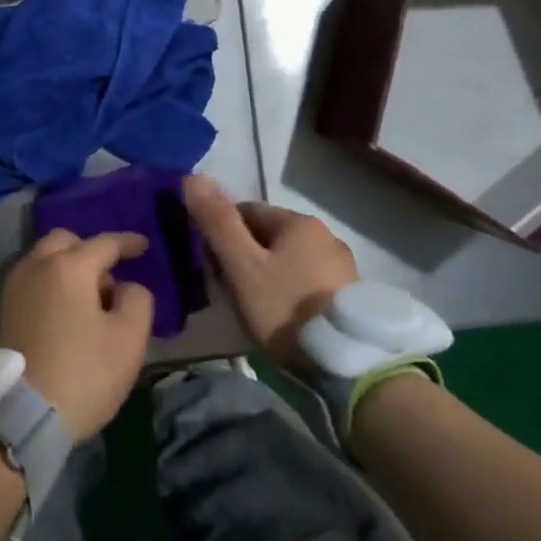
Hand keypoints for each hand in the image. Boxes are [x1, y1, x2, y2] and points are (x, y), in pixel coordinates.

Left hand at [0, 230, 153, 438]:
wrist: (23, 413)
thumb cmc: (83, 372)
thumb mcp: (129, 338)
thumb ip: (137, 299)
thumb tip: (123, 288)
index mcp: (69, 266)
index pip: (104, 243)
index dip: (128, 242)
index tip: (144, 246)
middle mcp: (36, 266)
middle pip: (65, 241)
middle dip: (89, 249)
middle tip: (111, 275)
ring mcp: (15, 287)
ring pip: (44, 260)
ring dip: (68, 267)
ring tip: (90, 299)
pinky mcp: (5, 310)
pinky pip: (33, 280)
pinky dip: (52, 283)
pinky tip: (67, 310)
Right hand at [183, 176, 357, 368]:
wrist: (345, 363)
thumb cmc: (285, 308)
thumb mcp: (242, 267)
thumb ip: (217, 222)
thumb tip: (191, 177)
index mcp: (299, 222)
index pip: (246, 211)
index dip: (220, 233)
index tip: (209, 263)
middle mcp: (325, 235)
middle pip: (268, 235)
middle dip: (243, 254)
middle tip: (227, 288)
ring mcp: (341, 266)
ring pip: (287, 259)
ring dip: (266, 273)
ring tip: (252, 306)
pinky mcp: (349, 295)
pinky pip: (306, 281)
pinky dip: (288, 290)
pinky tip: (280, 315)